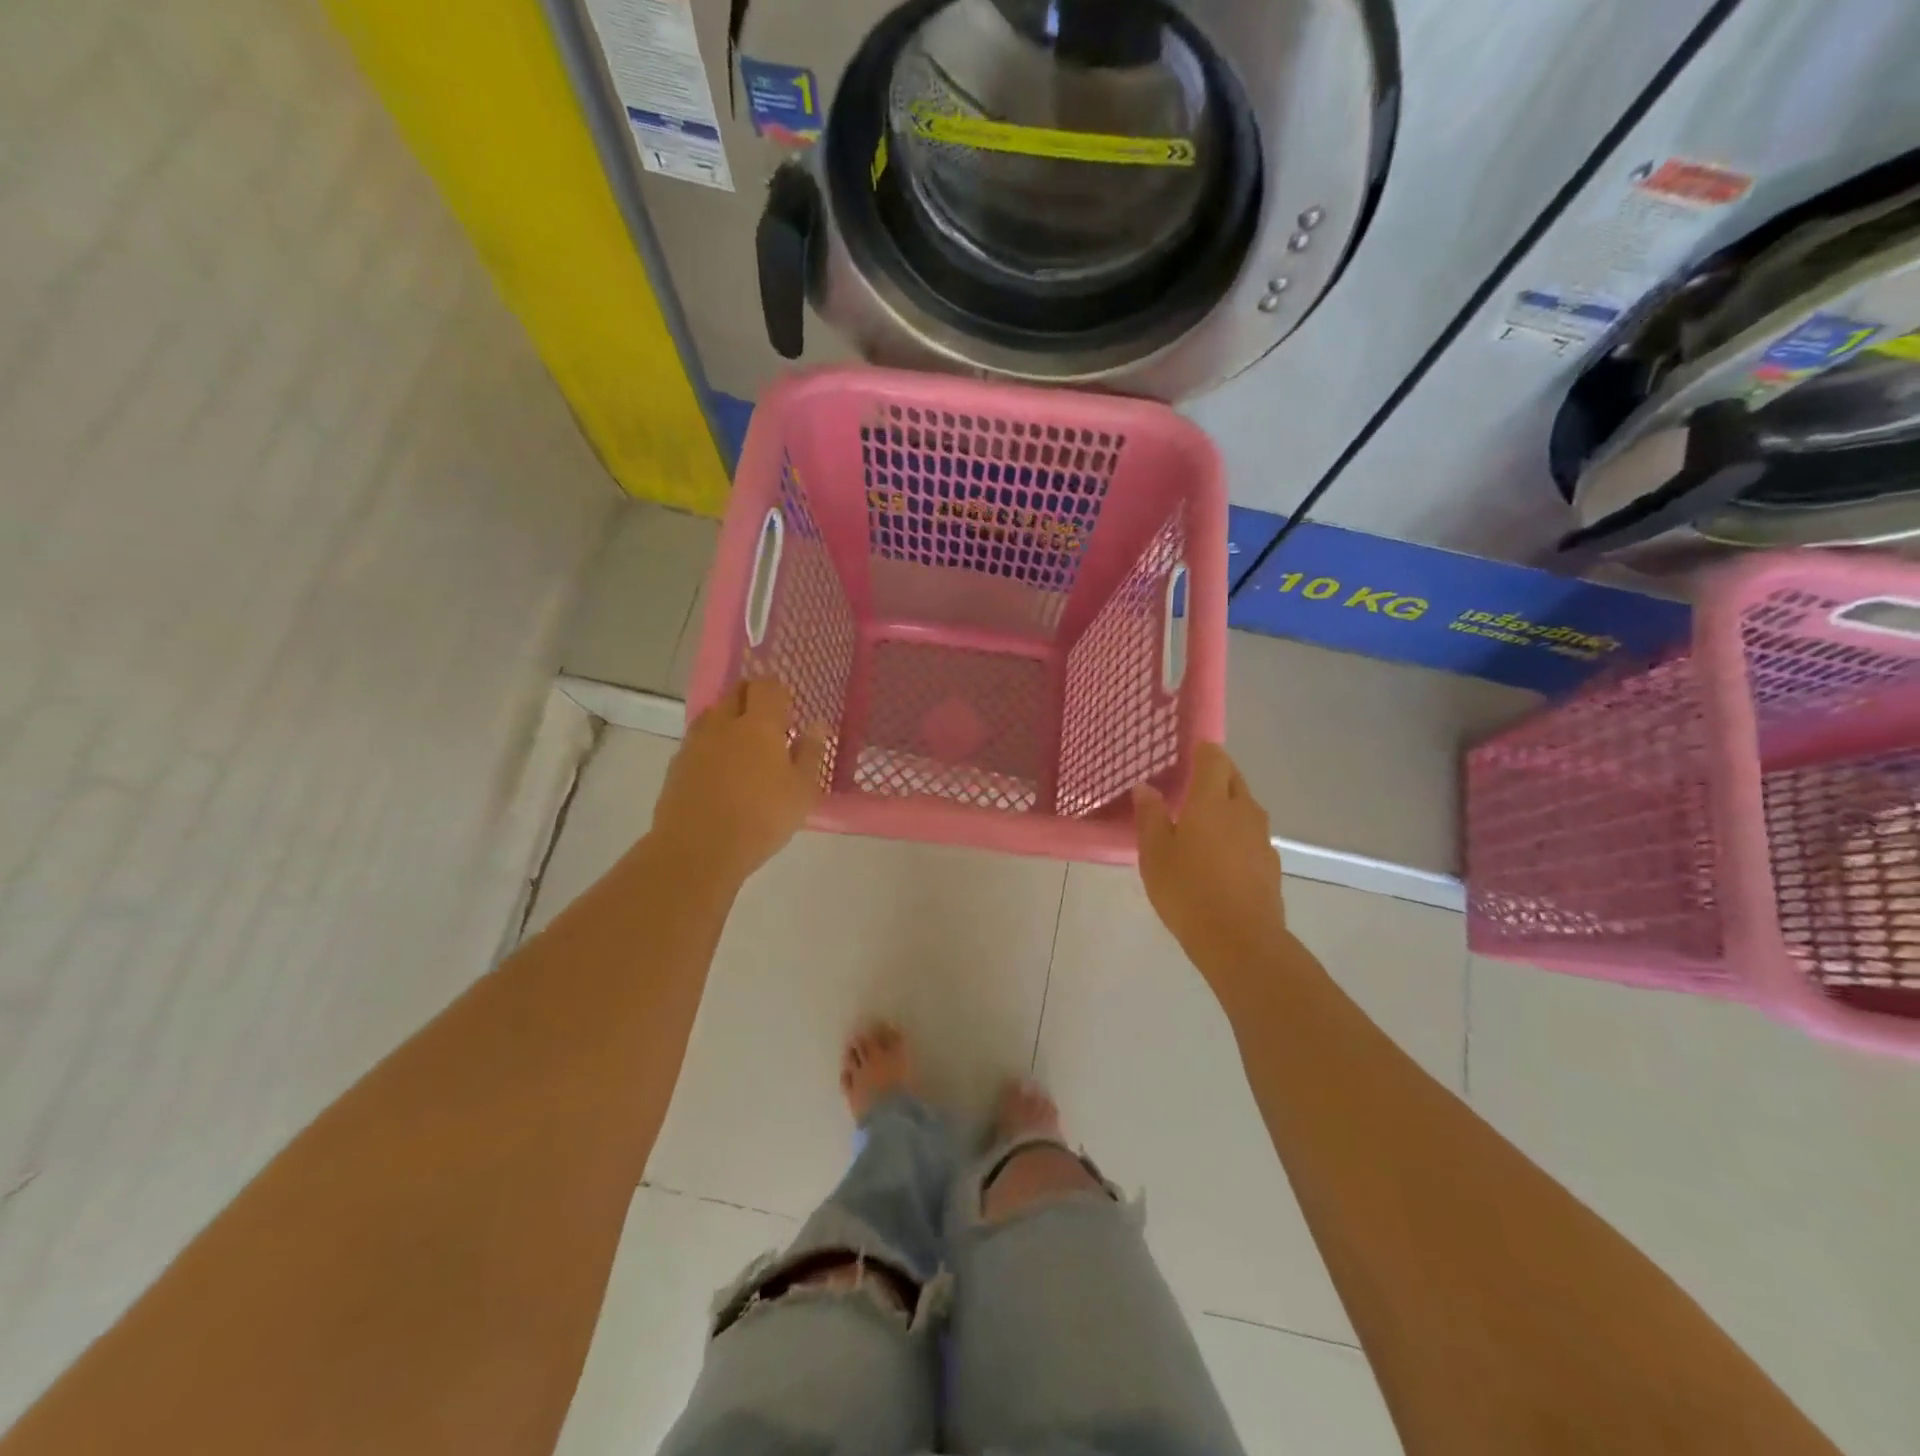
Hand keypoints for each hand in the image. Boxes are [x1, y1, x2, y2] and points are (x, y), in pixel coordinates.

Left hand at [650, 679, 826, 886]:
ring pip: (713, 713)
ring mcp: (696, 743)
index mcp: (759, 725)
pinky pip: (697, 739)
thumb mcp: (802, 791)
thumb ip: (810, 754)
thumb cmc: (762, 818)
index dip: (778, 690)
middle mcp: (724, 724)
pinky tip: (720, 767)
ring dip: (729, 717)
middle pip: (736, 692)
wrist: (698, 850)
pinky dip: (711, 742)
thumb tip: (816, 725)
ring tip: (743, 742)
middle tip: (768, 719)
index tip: (789, 706)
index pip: (766, 687)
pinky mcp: (677, 764)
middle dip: (753, 697)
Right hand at [1134, 743, 1286, 978]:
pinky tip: (1219, 857)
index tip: (1186, 754)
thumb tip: (1145, 787)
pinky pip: (1251, 835)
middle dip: (1215, 775)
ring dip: (1226, 806)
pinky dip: (1236, 834)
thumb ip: (1150, 816)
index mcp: (1211, 801)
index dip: (1202, 751)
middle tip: (1188, 787)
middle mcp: (1242, 810)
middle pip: (1233, 778)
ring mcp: (1261, 837)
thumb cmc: (1187, 891)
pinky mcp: (1270, 863)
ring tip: (1201, 824)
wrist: (1240, 940)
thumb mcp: (1154, 854)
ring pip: (1244, 807)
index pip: (1214, 758)